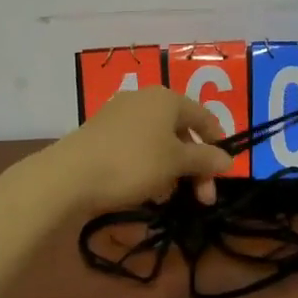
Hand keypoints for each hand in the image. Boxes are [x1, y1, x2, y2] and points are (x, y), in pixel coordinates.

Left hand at [40, 86, 232, 212]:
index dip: (217, 143)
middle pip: (181, 132)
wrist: (69, 175)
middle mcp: (144, 99)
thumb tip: (228, 160)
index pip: (204, 116)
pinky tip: (145, 191)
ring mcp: (119, 115)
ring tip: (167, 198)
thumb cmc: (132, 163)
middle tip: (201, 199)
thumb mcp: (176, 163)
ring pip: (158, 142)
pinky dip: (148, 167)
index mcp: (167, 98)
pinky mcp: (101, 133)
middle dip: (194, 166)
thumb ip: (205, 160)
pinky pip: (136, 147)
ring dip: (171, 170)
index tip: (223, 173)